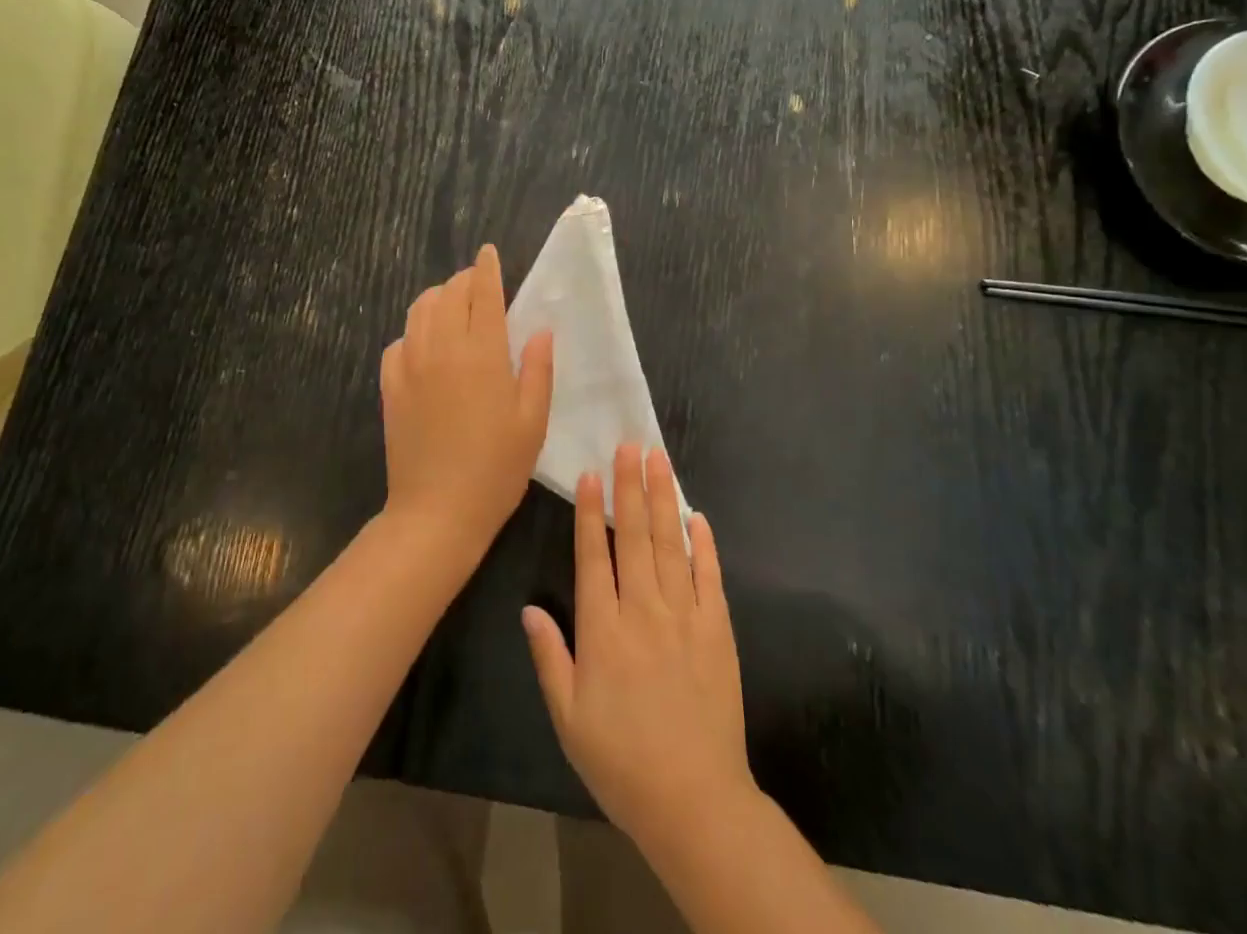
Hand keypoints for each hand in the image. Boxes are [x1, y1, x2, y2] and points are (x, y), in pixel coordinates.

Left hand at [379, 245, 553, 553]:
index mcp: (482, 353)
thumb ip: (536, 368)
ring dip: (438, 298)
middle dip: (465, 281)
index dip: (487, 268)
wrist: (437, 511)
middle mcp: (441, 348)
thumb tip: (539, 330)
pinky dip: (415, 332)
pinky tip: (426, 347)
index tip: (489, 253)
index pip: (483, 293)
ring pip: (419, 310)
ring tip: (453, 307)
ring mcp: (410, 365)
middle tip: (479, 286)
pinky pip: (399, 341)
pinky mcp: (390, 386)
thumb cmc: (497, 468)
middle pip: (449, 294)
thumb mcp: (533, 420)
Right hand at [523, 444, 754, 851]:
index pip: (593, 556)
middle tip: (629, 445)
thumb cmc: (621, 762)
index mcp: (604, 630)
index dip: (589, 512)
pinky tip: (697, 515)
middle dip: (629, 487)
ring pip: (671, 544)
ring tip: (658, 461)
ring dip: (663, 499)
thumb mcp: (568, 719)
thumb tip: (529, 608)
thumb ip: (550, 657)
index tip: (590, 474)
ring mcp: (685, 616)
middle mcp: (643, 610)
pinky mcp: (717, 629)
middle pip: (634, 536)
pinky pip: (710, 576)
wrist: (694, 801)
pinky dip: (704, 543)